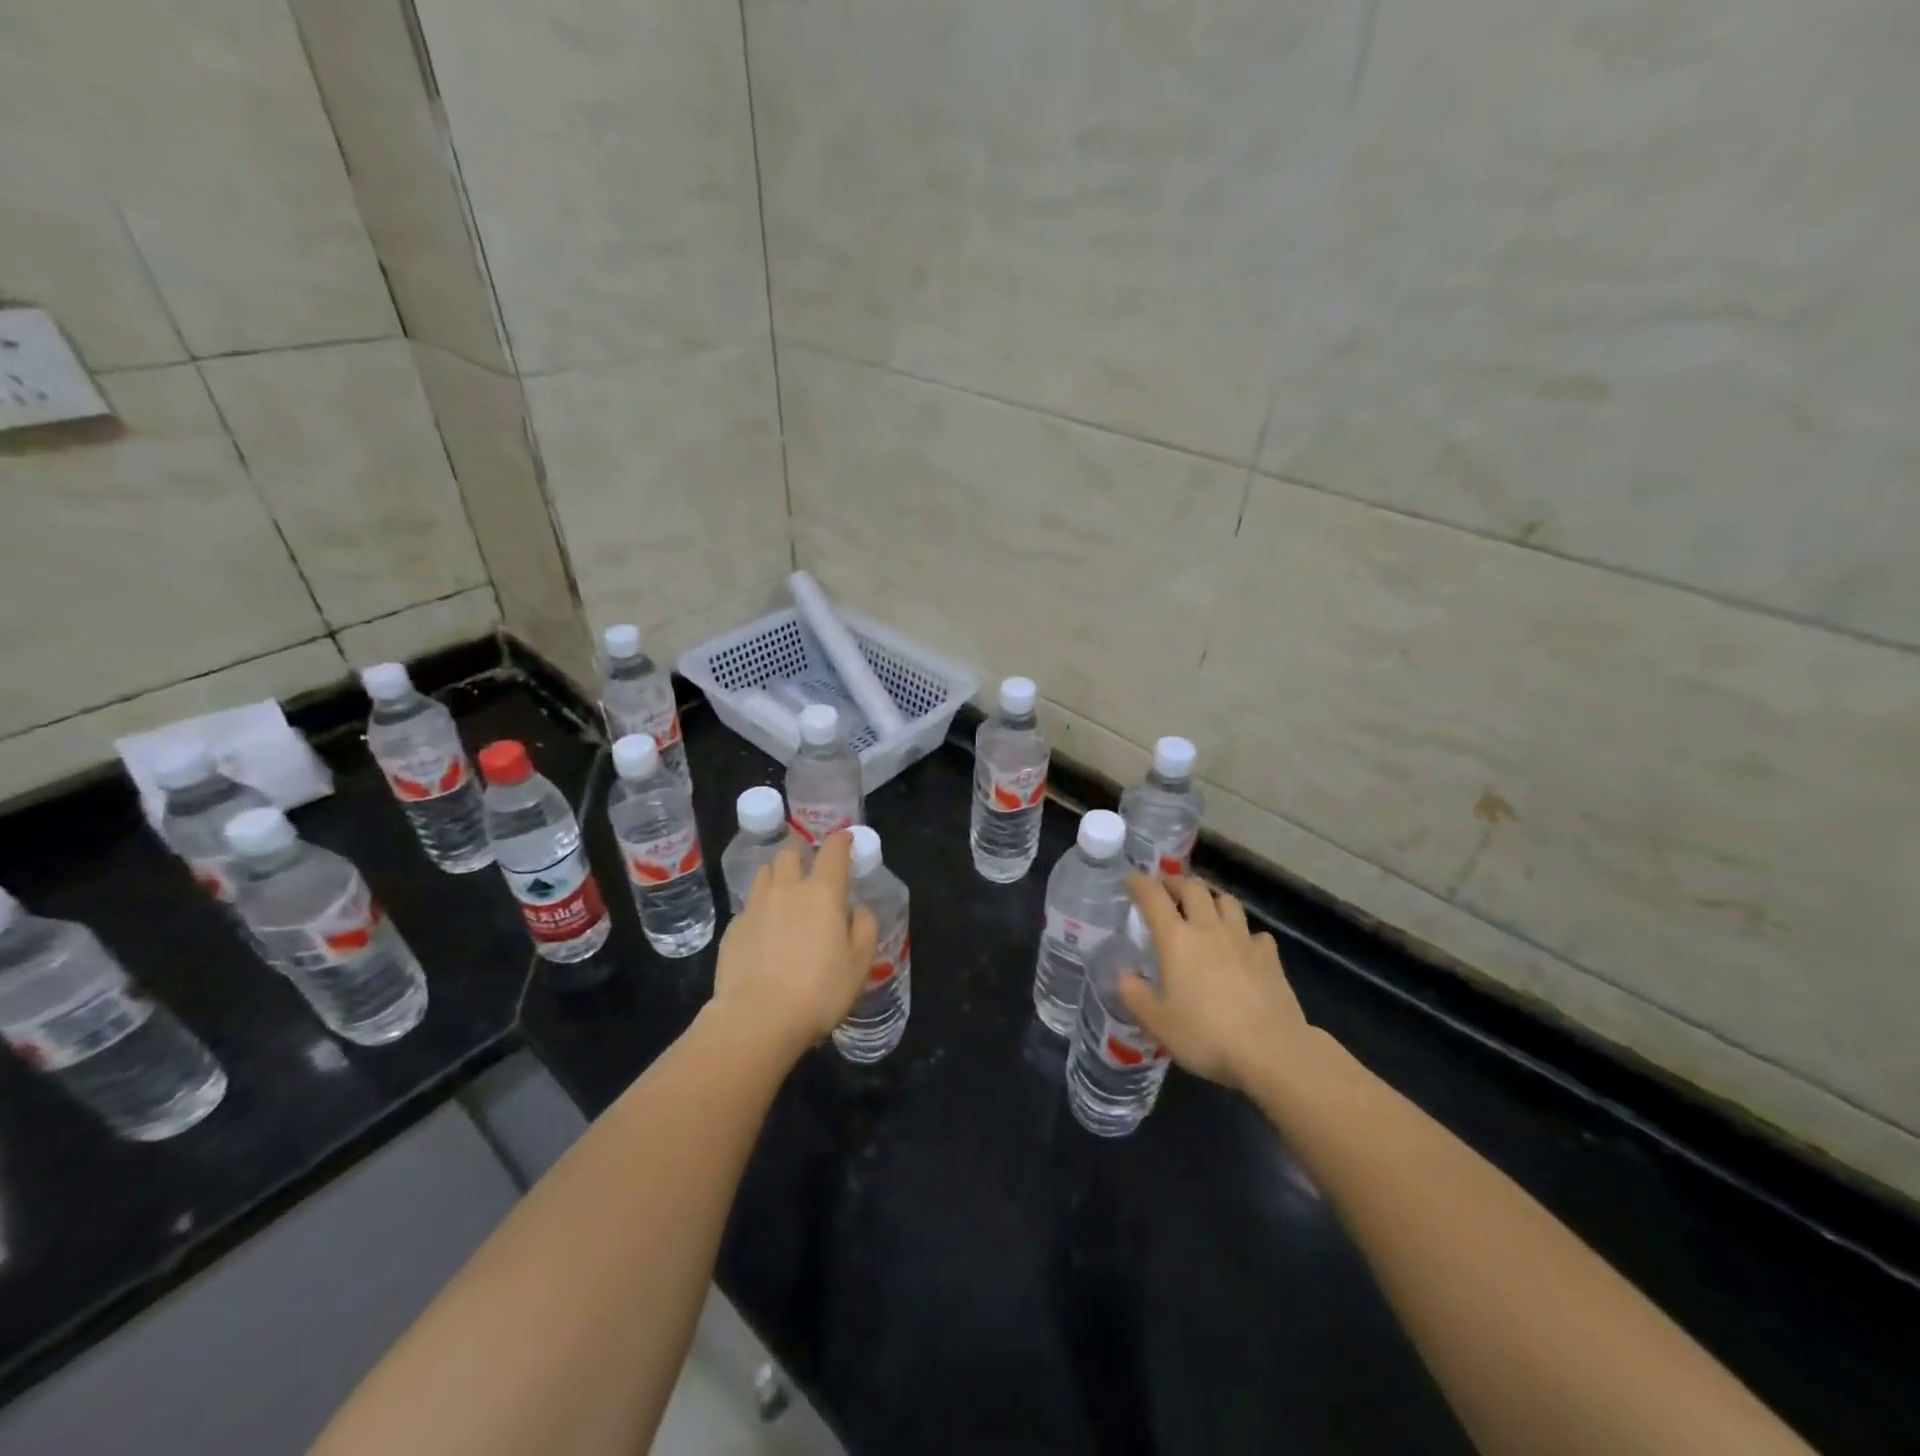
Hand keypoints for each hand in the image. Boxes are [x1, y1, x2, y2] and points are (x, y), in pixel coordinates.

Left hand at [709, 831, 877, 1062]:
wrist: (757, 1019)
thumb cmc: (819, 990)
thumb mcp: (860, 962)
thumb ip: (864, 927)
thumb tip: (856, 909)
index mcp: (823, 892)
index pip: (833, 850)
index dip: (842, 840)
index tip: (847, 840)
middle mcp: (787, 890)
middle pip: (789, 853)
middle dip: (801, 857)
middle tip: (811, 876)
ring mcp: (755, 907)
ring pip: (764, 875)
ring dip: (777, 878)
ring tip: (784, 899)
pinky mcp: (732, 929)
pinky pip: (748, 907)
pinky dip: (759, 911)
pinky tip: (764, 935)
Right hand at [1118, 875, 1309, 1091]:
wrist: (1272, 1051)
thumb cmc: (1207, 1036)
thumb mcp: (1158, 1024)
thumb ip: (1136, 997)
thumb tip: (1123, 977)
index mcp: (1176, 940)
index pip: (1154, 897)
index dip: (1140, 883)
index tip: (1131, 879)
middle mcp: (1209, 929)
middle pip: (1193, 888)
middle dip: (1176, 883)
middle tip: (1166, 890)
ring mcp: (1243, 940)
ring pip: (1227, 901)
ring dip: (1211, 897)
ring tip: (1204, 907)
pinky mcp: (1270, 957)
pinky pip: (1255, 932)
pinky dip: (1244, 932)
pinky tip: (1242, 945)